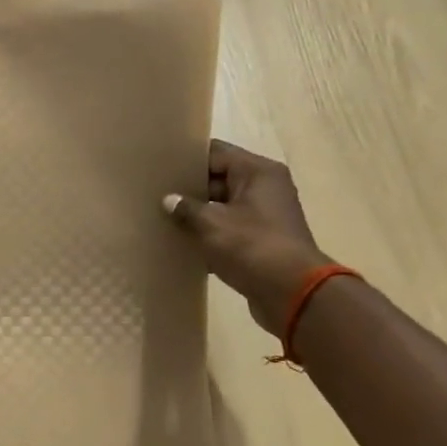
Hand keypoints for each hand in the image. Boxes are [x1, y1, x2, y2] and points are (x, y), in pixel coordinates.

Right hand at [163, 140, 331, 334]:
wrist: (291, 292)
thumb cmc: (251, 247)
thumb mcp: (211, 224)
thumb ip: (187, 209)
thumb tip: (169, 200)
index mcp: (257, 172)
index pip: (216, 153)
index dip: (187, 159)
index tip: (159, 167)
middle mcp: (265, 187)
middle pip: (220, 178)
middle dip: (189, 188)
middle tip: (155, 195)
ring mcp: (265, 215)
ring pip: (223, 206)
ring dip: (198, 214)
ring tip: (163, 219)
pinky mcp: (261, 240)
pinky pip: (229, 229)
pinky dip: (210, 234)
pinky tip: (183, 244)